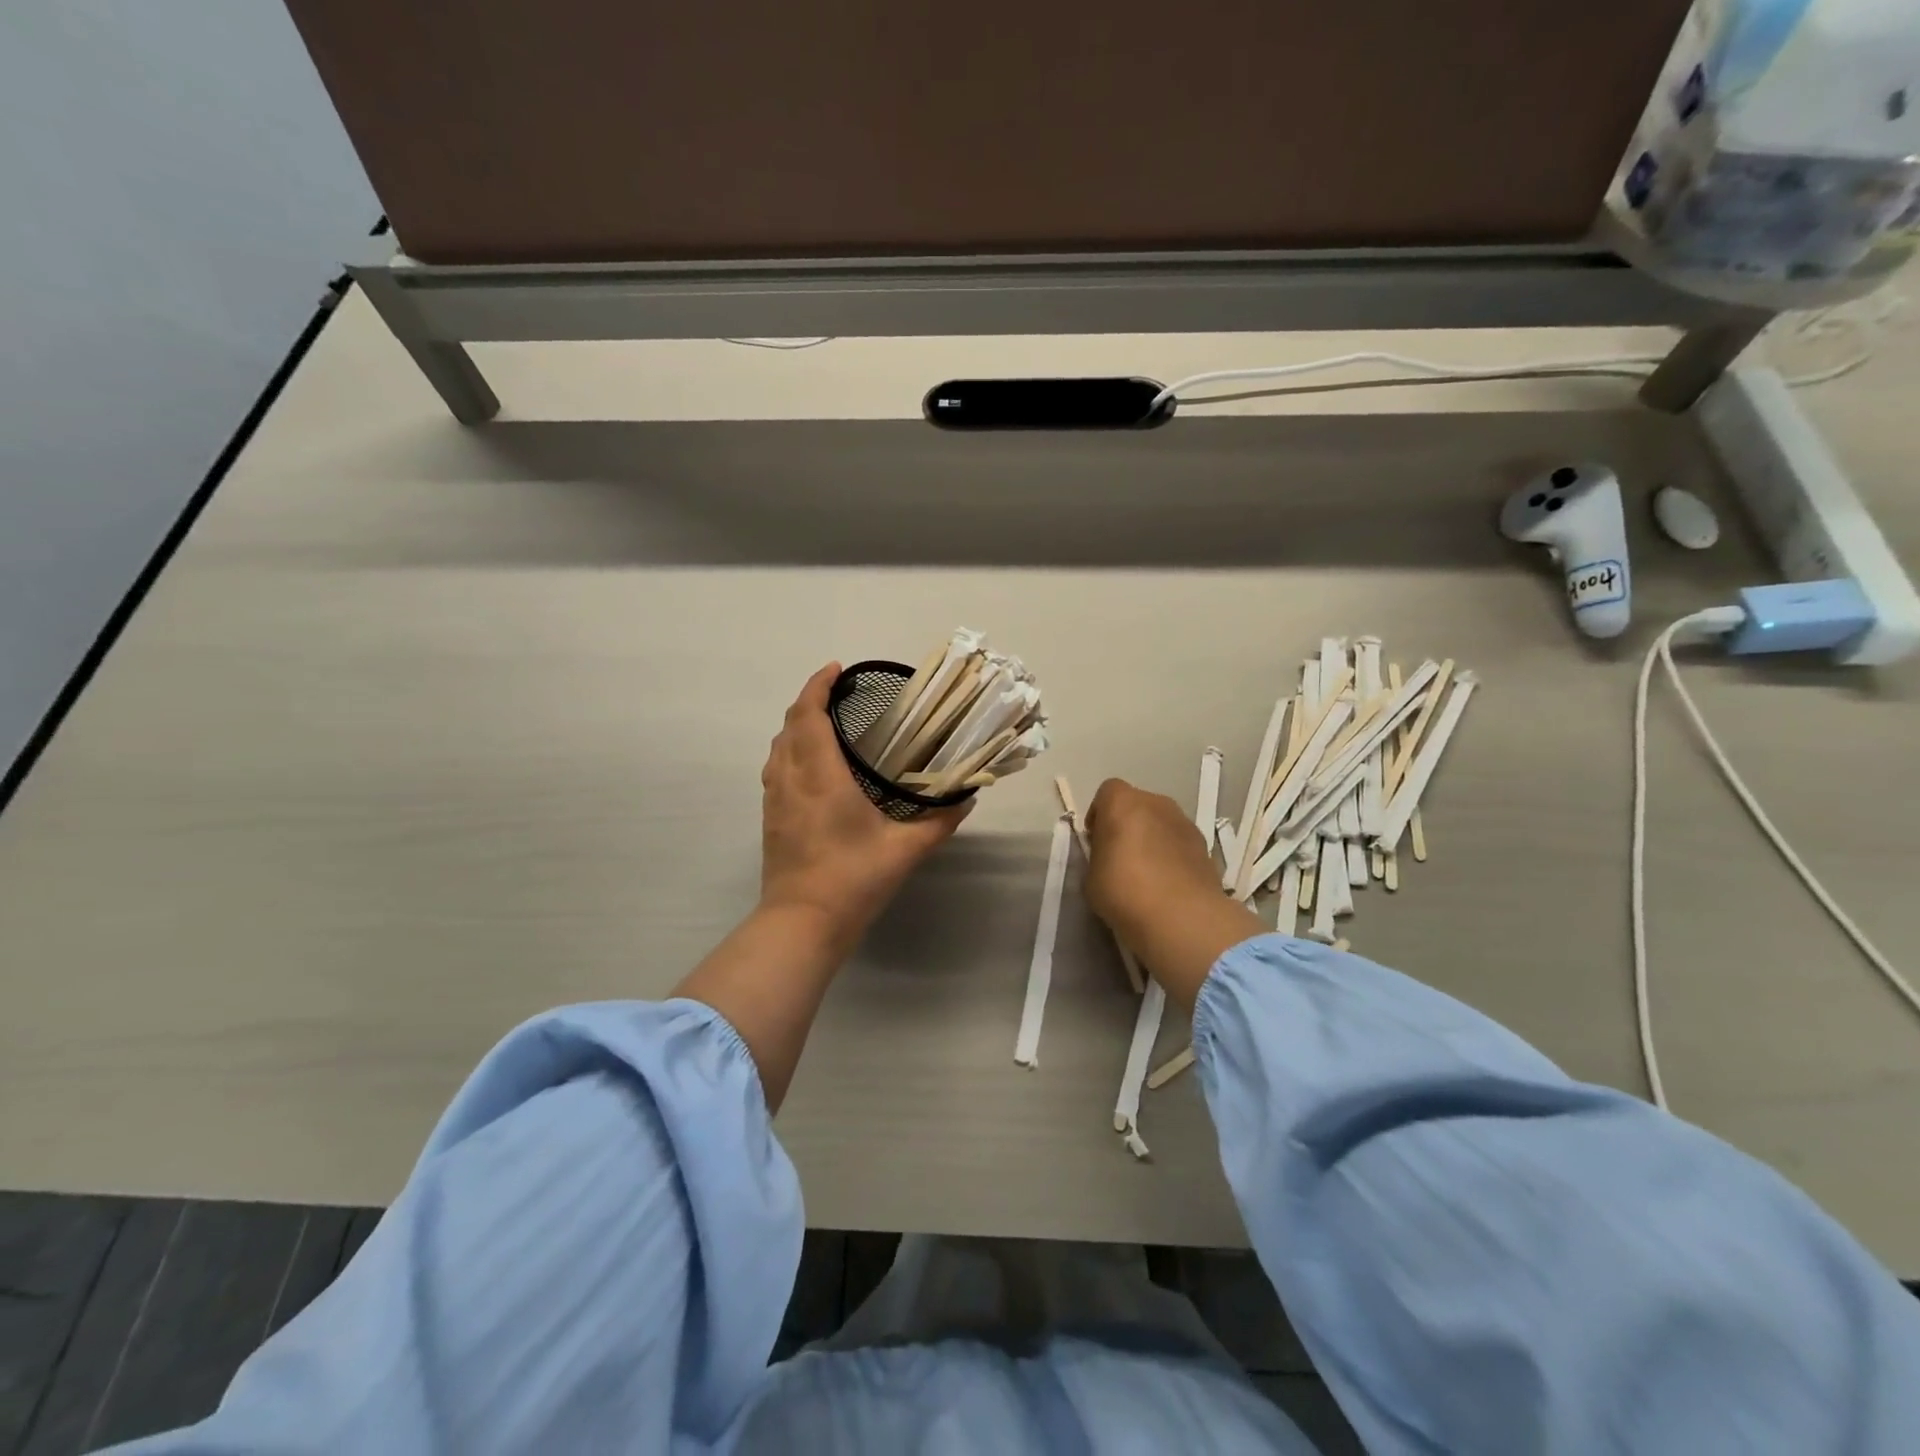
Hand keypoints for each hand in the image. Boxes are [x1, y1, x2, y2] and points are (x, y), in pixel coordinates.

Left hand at [759, 663, 970, 951]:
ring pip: (778, 748)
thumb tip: (967, 798)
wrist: (802, 923)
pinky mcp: (771, 819)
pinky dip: (790, 752)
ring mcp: (775, 800)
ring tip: (825, 724)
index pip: (809, 715)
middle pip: (789, 726)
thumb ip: (939, 821)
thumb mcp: (906, 850)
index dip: (818, 686)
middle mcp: (792, 780)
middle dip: (809, 701)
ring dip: (796, 726)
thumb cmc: (854, 879)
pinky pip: (775, 770)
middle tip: (838, 695)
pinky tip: (812, 768)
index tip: (836, 669)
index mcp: (822, 776)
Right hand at [1085, 778, 1263, 1011]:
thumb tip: (1108, 856)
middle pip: (1137, 804)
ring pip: (1161, 823)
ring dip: (1152, 838)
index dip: (1099, 813)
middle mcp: (1156, 803)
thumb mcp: (1091, 876)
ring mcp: (1185, 822)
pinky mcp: (1205, 846)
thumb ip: (1098, 856)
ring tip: (1146, 872)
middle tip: (1119, 855)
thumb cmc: (1124, 891)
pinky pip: (1179, 842)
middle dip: (1127, 823)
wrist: (1182, 917)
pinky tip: (1167, 883)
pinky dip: (1172, 854)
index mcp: (1123, 803)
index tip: (1096, 839)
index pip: (1107, 792)